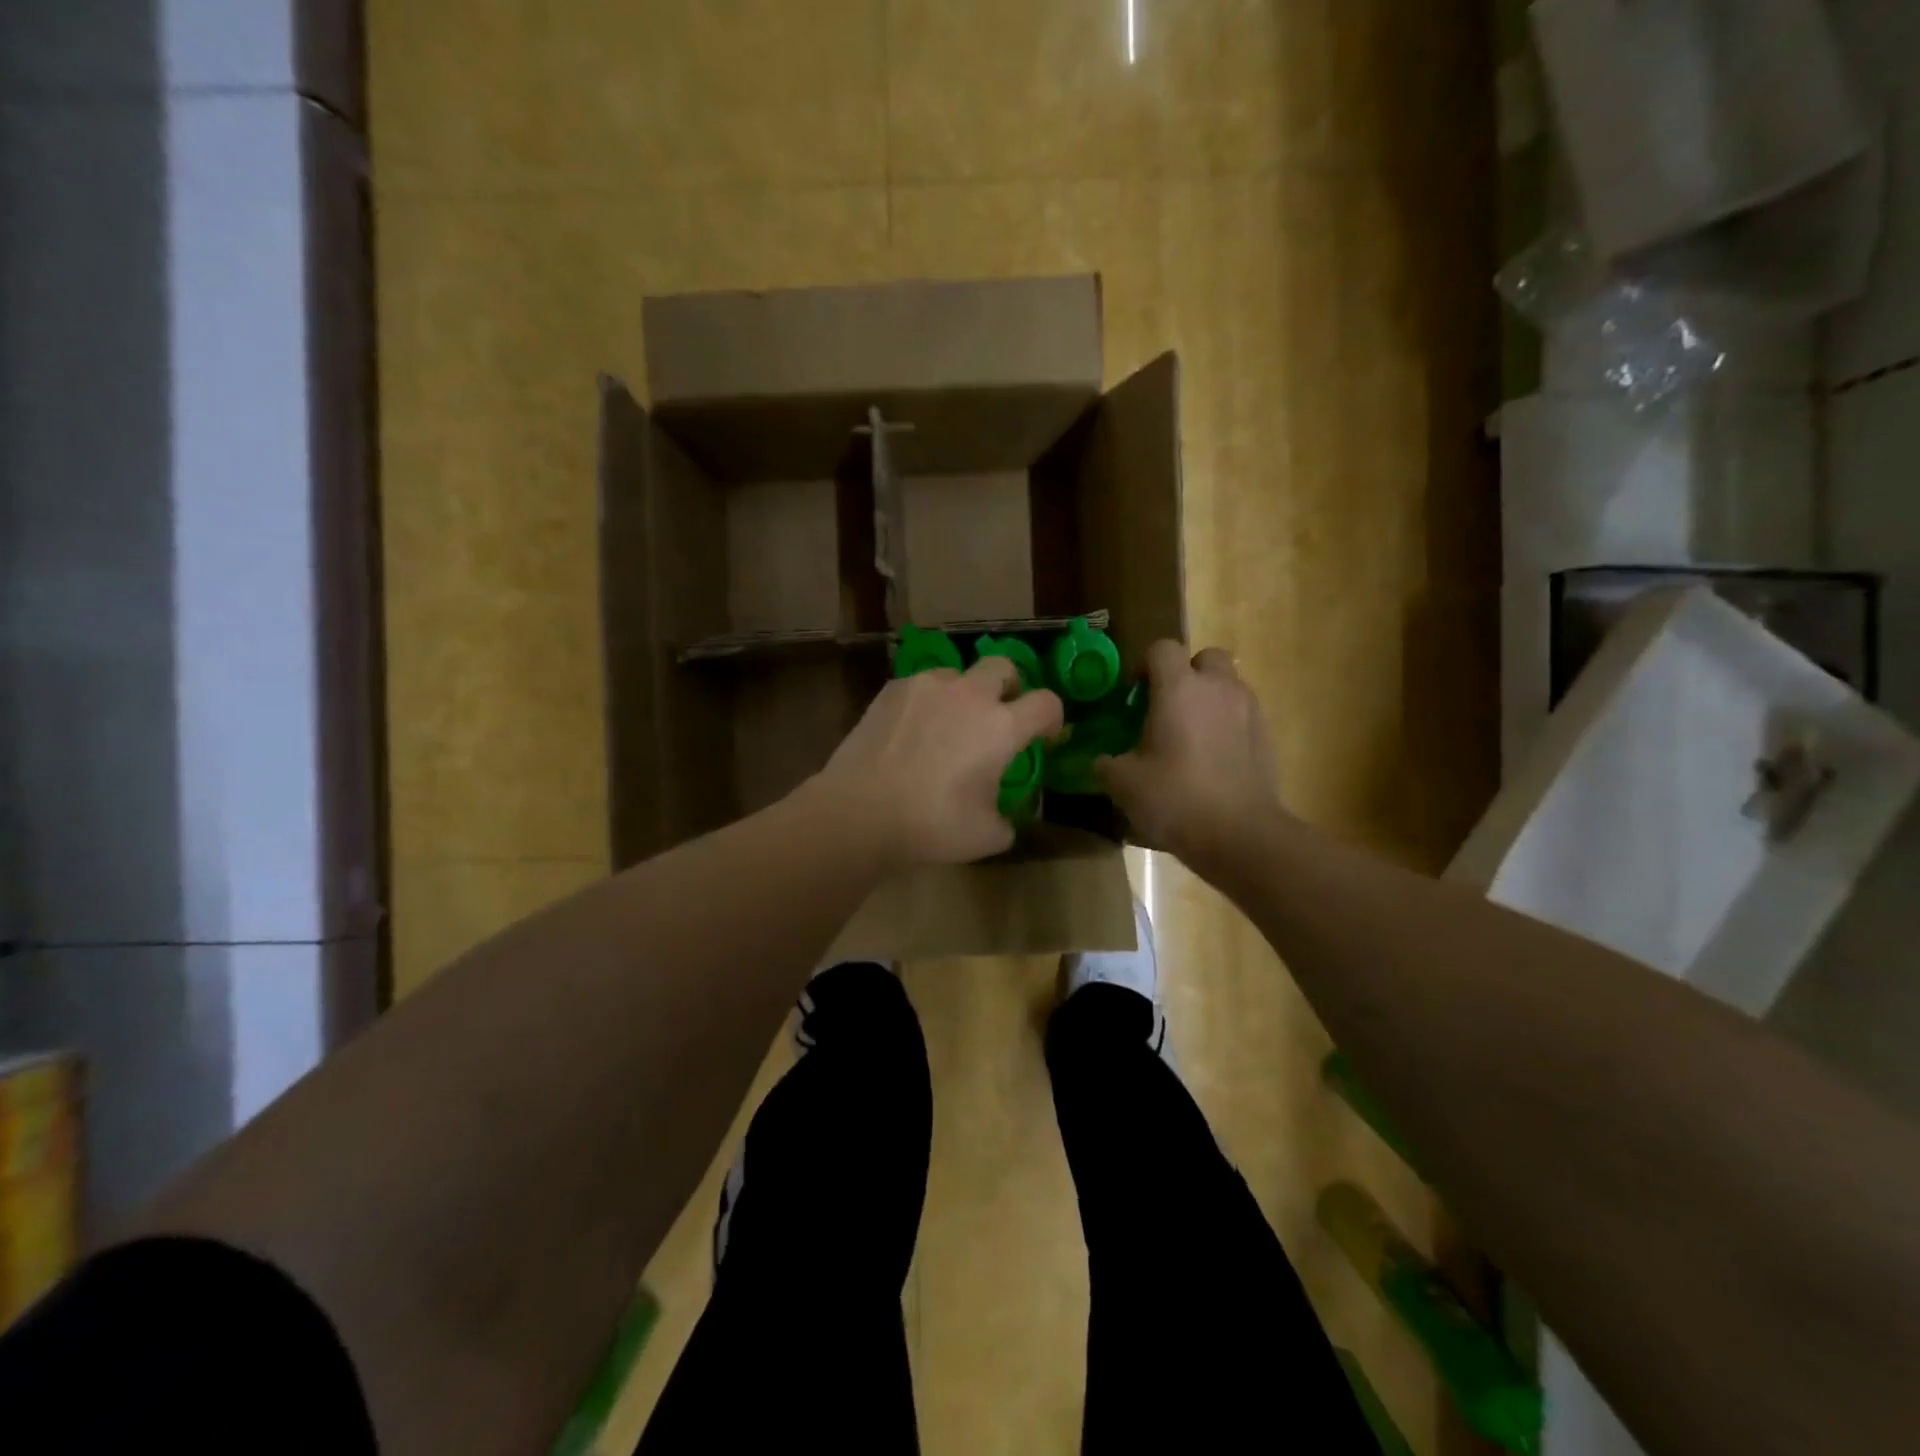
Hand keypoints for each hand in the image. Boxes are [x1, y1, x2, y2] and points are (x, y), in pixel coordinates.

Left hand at [811, 657, 1064, 866]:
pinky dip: (927, 702)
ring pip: (958, 673)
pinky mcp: (892, 689)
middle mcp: (969, 695)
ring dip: (964, 693)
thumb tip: (1004, 816)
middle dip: (1010, 686)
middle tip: (1000, 714)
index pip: (1047, 703)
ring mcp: (928, 686)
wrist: (859, 811)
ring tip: (948, 724)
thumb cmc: (931, 825)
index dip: (1052, 718)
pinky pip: (922, 686)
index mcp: (1001, 727)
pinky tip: (912, 731)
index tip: (1044, 736)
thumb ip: (1006, 820)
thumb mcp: (987, 836)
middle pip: (1004, 667)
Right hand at [1097, 641, 1284, 866]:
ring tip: (1190, 736)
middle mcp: (1218, 688)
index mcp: (1180, 688)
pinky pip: (1242, 715)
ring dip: (1208, 700)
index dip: (1144, 666)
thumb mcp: (1124, 783)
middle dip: (1186, 674)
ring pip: (1227, 686)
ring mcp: (1249, 711)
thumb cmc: (1176, 799)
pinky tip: (1211, 759)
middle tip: (1166, 708)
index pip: (1162, 648)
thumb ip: (1107, 763)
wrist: (1241, 835)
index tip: (1133, 696)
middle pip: (1205, 658)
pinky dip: (1227, 725)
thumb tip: (1100, 760)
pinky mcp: (1267, 737)